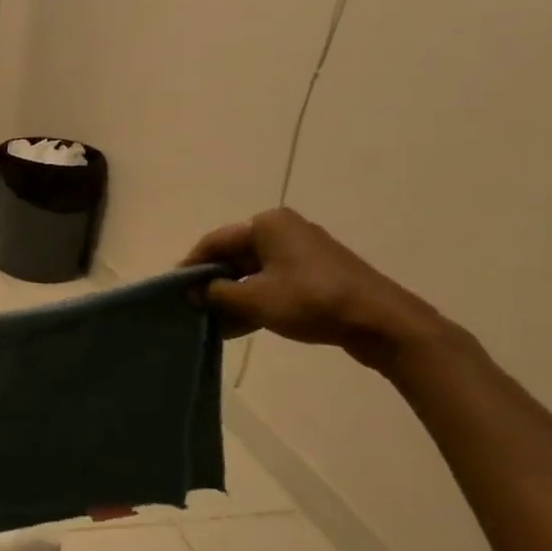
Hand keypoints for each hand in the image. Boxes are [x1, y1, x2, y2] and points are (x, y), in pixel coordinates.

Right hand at [183, 208, 442, 368]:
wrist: (380, 321)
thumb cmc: (311, 301)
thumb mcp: (255, 300)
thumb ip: (216, 294)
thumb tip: (192, 292)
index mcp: (267, 224)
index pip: (214, 241)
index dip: (190, 266)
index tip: (172, 290)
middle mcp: (283, 230)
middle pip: (233, 256)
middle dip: (211, 284)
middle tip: (189, 308)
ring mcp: (301, 252)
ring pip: (252, 272)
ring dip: (231, 296)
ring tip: (210, 323)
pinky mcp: (314, 274)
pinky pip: (271, 282)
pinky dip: (253, 301)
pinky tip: (237, 326)